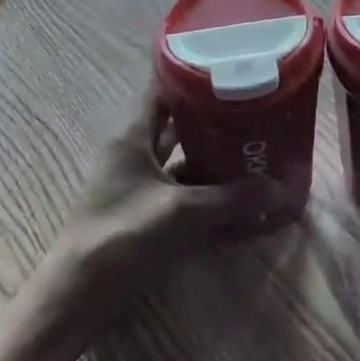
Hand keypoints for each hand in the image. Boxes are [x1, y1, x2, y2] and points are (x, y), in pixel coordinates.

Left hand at [36, 87, 300, 338]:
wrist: (77, 296)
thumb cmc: (122, 234)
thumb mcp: (181, 212)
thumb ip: (231, 199)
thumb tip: (282, 189)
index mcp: (133, 133)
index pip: (163, 86)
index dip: (193, 72)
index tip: (231, 64)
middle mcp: (135, 151)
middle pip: (178, 122)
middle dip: (215, 117)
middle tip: (255, 108)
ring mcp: (138, 183)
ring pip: (182, 158)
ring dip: (213, 156)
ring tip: (254, 148)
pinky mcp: (144, 213)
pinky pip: (182, 193)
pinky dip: (207, 193)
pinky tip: (238, 198)